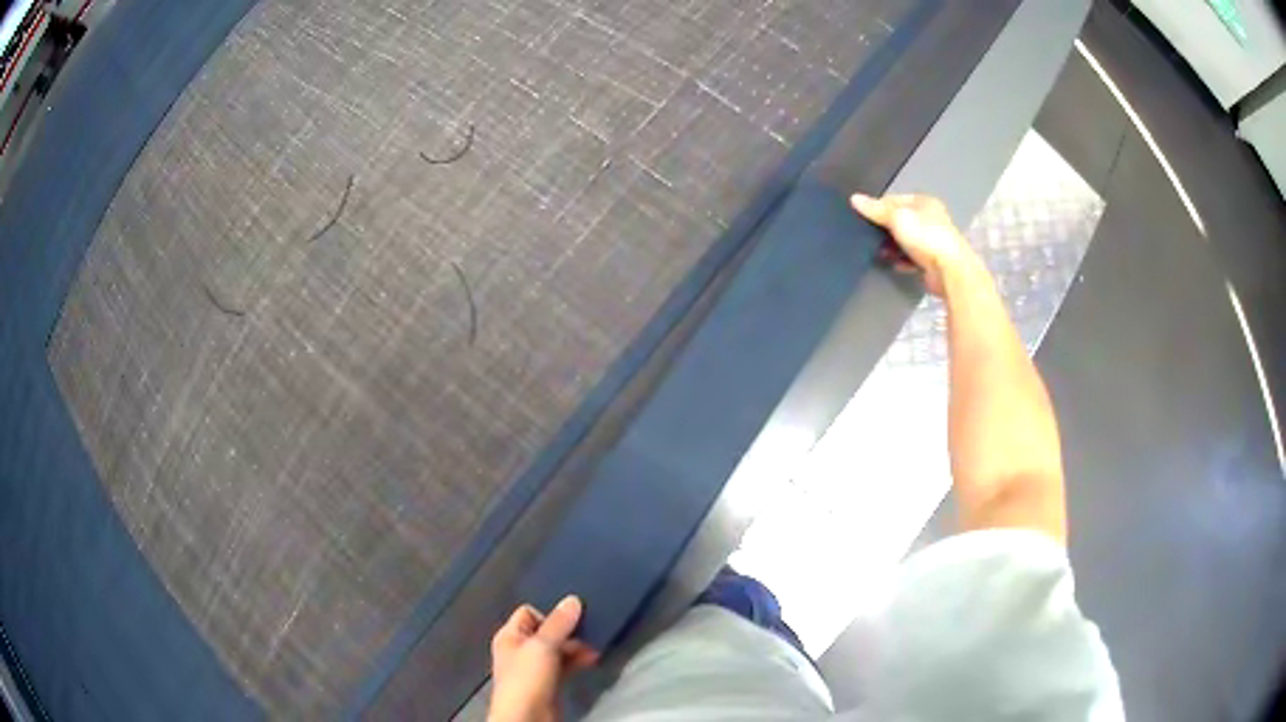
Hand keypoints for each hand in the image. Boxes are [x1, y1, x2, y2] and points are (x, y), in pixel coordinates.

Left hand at [488, 596, 598, 721]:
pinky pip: (564, 665)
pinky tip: (592, 660)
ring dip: (575, 647)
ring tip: (596, 646)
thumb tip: (573, 599)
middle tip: (590, 630)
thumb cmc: (527, 677)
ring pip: (557, 649)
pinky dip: (577, 661)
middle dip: (567, 631)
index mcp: (510, 636)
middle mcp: (519, 649)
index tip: (571, 617)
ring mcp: (534, 667)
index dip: (549, 613)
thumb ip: (558, 623)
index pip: (528, 613)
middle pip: (545, 631)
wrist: (528, 717)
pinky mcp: (548, 682)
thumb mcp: (542, 646)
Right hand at [851, 193, 977, 295]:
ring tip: (879, 253)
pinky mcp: (933, 261)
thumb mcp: (897, 218)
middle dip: (885, 229)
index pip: (895, 199)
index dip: (878, 207)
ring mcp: (933, 241)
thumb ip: (876, 209)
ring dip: (893, 247)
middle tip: (869, 237)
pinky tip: (894, 265)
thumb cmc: (925, 237)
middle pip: (900, 220)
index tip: (864, 217)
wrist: (949, 271)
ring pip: (906, 241)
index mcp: (924, 202)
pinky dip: (903, 261)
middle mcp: (930, 219)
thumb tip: (854, 198)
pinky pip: (912, 259)